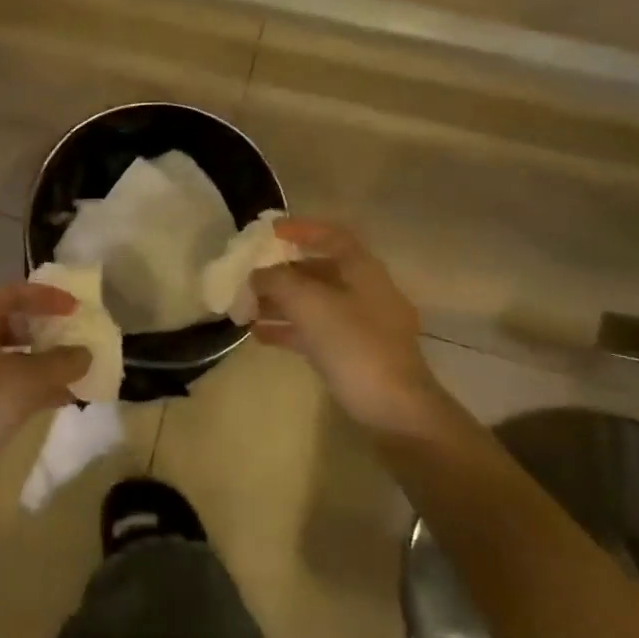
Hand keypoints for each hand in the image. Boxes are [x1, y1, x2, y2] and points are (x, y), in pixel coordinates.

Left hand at [0, 283, 88, 548]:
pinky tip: (47, 402)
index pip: (14, 294)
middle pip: (5, 322)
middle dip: (43, 333)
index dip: (48, 298)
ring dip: (35, 364)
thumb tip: (85, 354)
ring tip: (69, 377)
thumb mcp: (26, 383)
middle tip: (73, 342)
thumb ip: (61, 363)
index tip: (78, 309)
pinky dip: (18, 384)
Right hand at [251, 219, 444, 442]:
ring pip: (313, 302)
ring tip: (244, 308)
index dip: (300, 229)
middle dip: (280, 272)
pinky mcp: (353, 353)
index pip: (331, 236)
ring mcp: (360, 324)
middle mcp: (364, 291)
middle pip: (318, 270)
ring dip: (279, 302)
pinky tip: (258, 335)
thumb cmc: (353, 344)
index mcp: (362, 270)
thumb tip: (257, 274)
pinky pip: (314, 330)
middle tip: (247, 276)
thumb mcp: (309, 304)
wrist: (394, 408)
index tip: (268, 232)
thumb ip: (278, 281)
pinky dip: (288, 328)